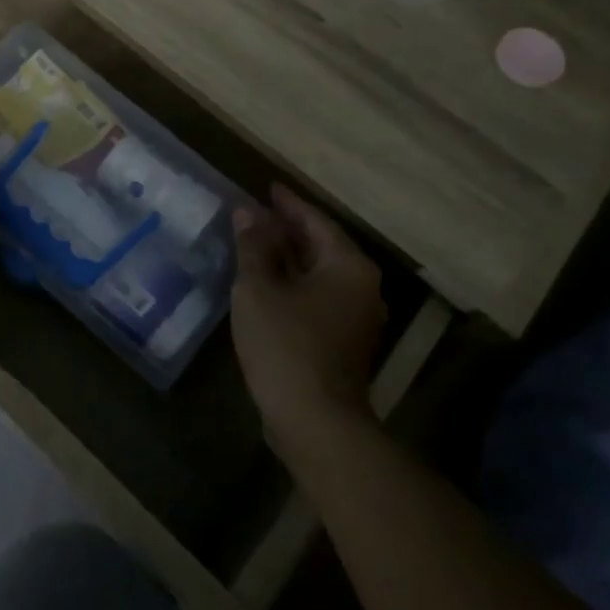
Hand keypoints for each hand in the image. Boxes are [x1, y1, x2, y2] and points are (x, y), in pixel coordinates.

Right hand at [232, 183, 386, 451]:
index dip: (287, 204)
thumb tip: (248, 213)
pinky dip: (294, 283)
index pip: (315, 221)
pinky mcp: (344, 342)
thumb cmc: (286, 345)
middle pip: (321, 245)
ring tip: (256, 243)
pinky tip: (267, 283)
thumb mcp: (258, 288)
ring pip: (319, 273)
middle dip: (287, 229)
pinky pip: (318, 296)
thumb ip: (253, 247)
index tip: (267, 187)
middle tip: (256, 213)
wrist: (316, 422)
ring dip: (289, 257)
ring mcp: (356, 318)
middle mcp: (361, 287)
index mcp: (348, 266)